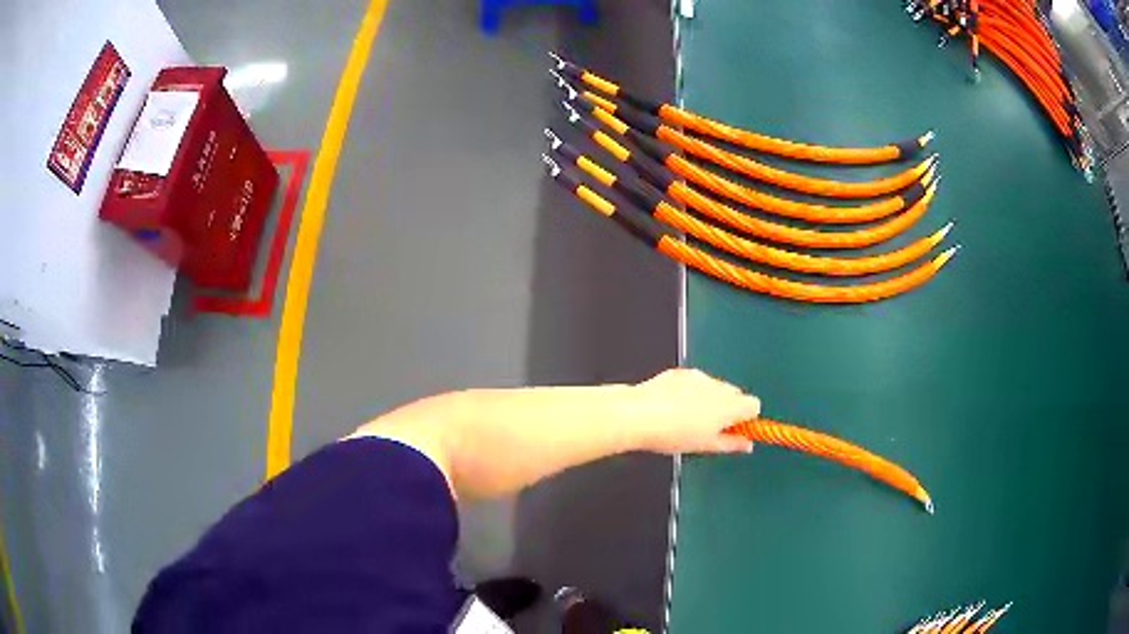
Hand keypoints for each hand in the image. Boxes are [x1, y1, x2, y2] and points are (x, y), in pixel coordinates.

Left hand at [622, 368, 760, 454]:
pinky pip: (695, 381)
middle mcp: (718, 386)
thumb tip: (747, 445)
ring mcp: (699, 377)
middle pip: (735, 394)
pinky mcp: (682, 372)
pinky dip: (691, 391)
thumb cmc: (672, 434)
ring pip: (715, 387)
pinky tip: (674, 405)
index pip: (753, 405)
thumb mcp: (705, 446)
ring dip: (709, 399)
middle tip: (709, 426)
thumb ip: (731, 444)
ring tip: (687, 417)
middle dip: (728, 408)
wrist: (639, 414)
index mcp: (728, 406)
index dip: (746, 419)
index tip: (735, 430)